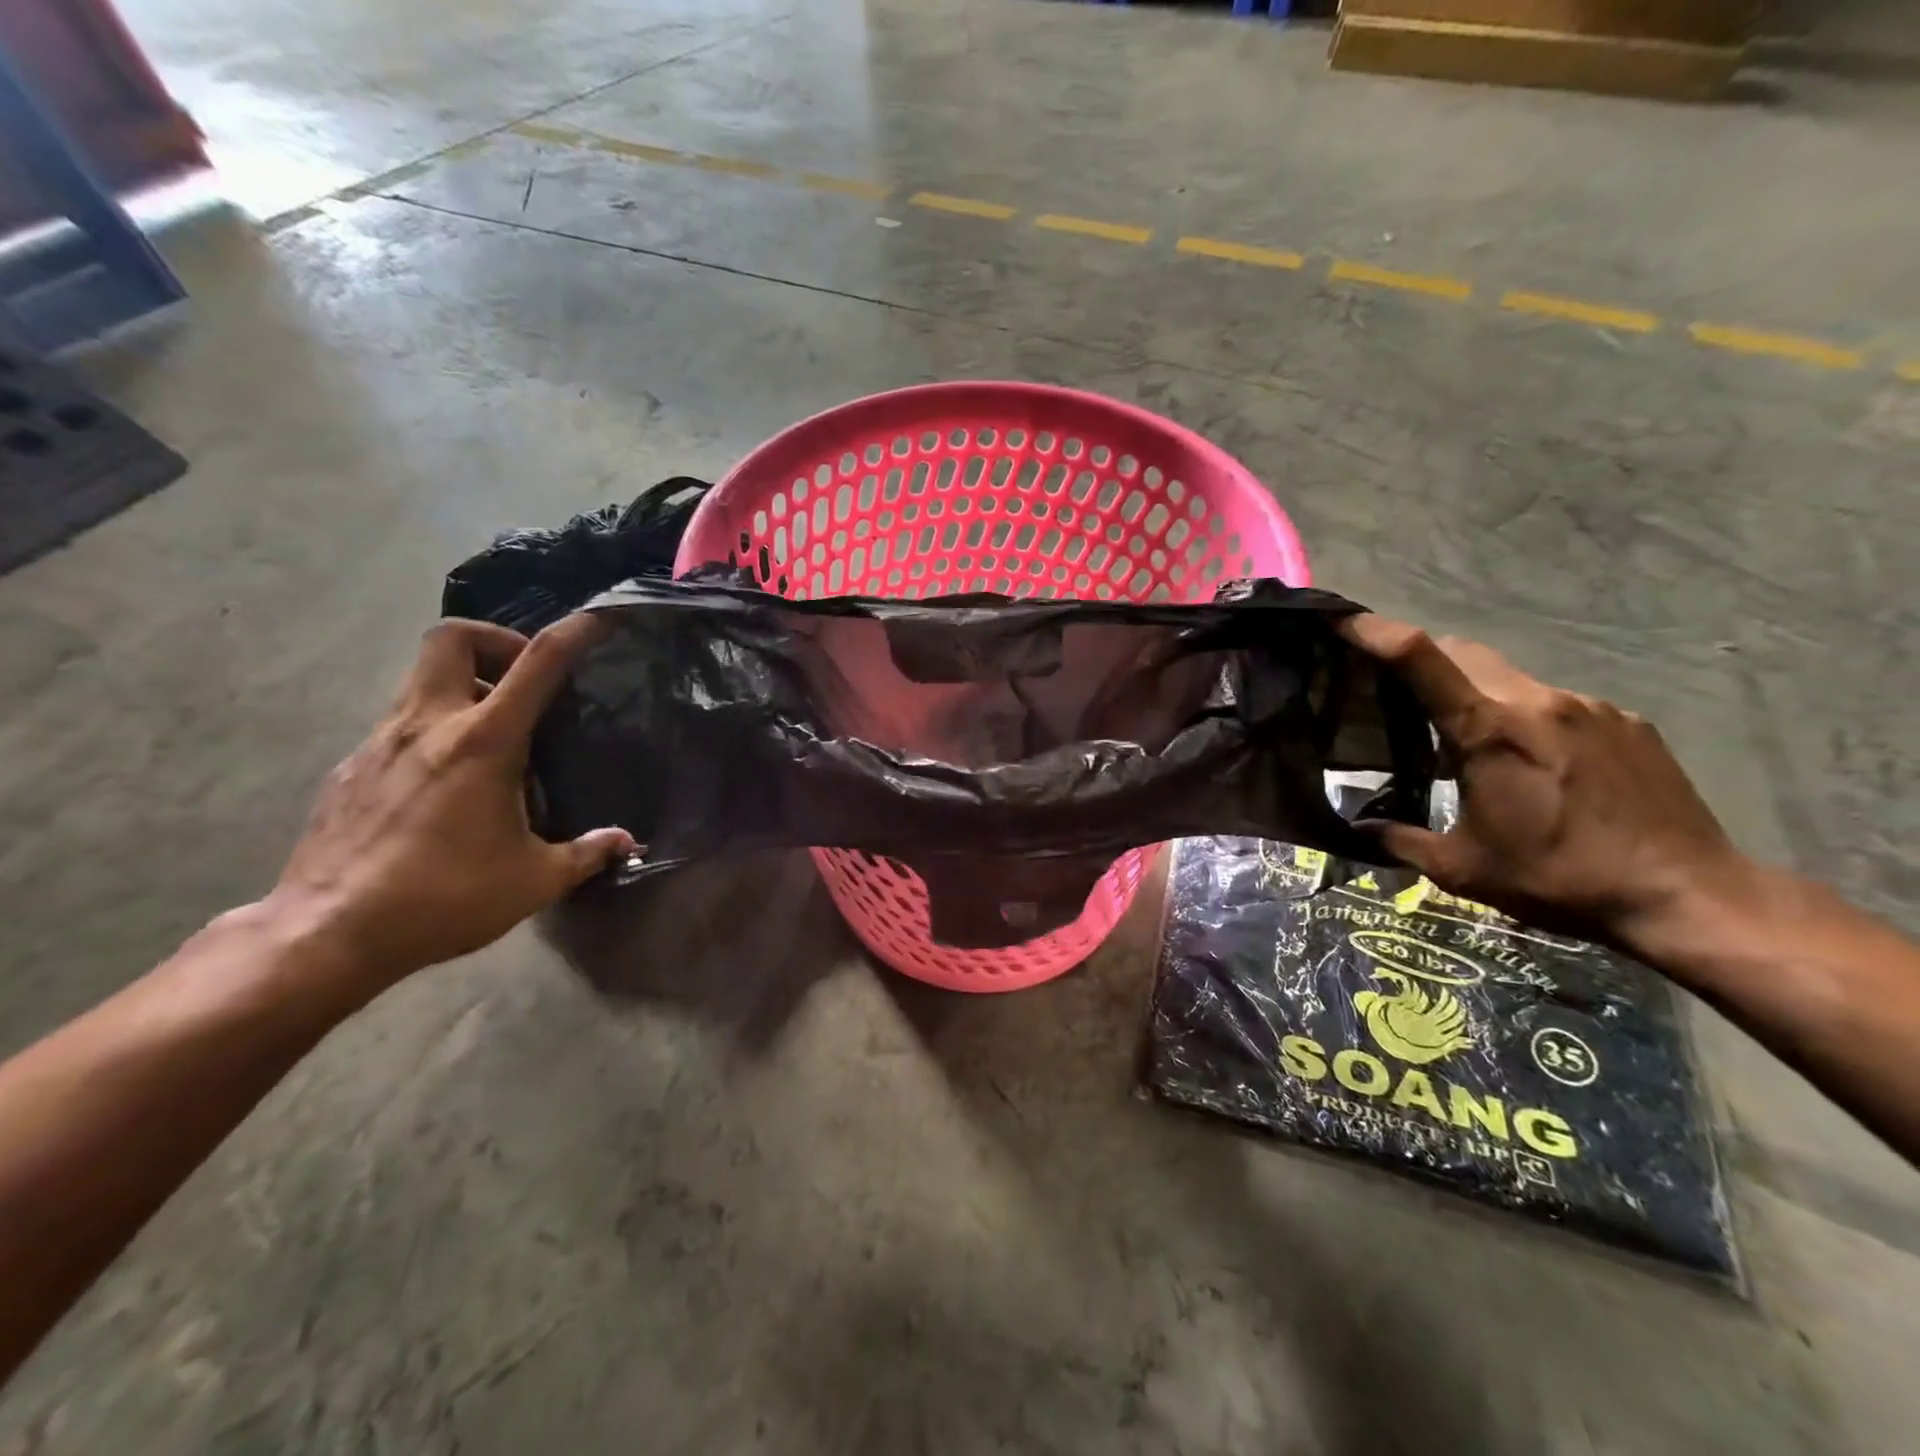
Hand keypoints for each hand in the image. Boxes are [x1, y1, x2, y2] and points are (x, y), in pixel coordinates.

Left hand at [263, 616, 634, 991]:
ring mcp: (380, 742)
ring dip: (465, 685)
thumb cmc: (443, 898)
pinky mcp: (352, 767)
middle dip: (496, 642)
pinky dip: (435, 727)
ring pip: (421, 677)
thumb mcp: (534, 880)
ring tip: (497, 735)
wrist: (325, 934)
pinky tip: (450, 779)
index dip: (574, 631)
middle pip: (452, 637)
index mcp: (483, 742)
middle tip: (525, 682)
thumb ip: (587, 853)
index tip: (601, 617)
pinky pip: (401, 722)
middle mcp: (428, 725)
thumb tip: (628, 844)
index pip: (537, 663)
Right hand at [1342, 615, 1754, 948]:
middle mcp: (1538, 702)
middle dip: (1423, 660)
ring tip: (1473, 743)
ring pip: (1511, 677)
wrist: (1688, 896)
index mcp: (1489, 731)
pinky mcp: (1626, 721)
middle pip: (1464, 652)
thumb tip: (1357, 830)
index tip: (1343, 621)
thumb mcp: (1462, 870)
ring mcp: (1589, 707)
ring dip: (1479, 694)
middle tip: (1397, 693)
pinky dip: (1529, 718)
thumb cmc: (1559, 880)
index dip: (1377, 633)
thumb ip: (1400, 840)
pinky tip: (1537, 764)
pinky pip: (1557, 703)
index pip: (1422, 658)